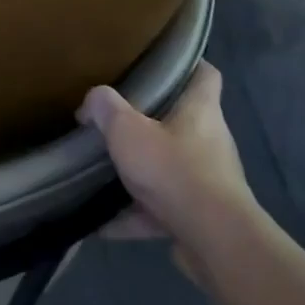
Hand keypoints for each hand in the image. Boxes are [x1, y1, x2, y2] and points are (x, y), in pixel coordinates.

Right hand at [78, 63, 262, 269]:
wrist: (213, 239)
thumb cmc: (174, 170)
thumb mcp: (127, 131)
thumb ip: (106, 109)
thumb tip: (92, 100)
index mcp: (201, 111)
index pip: (204, 74)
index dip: (186, 65)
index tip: (159, 65)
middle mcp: (211, 141)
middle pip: (183, 122)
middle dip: (151, 123)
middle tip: (117, 120)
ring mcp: (208, 181)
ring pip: (171, 168)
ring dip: (142, 173)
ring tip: (105, 173)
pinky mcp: (200, 217)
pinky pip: (162, 210)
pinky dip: (135, 215)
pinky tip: (102, 221)